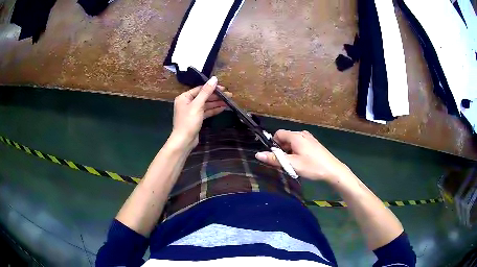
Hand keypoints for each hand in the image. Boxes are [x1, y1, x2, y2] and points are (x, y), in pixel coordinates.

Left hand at [171, 76, 230, 148]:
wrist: (184, 140)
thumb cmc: (189, 121)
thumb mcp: (198, 105)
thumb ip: (206, 91)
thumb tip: (214, 79)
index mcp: (184, 97)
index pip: (200, 89)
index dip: (212, 88)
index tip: (223, 88)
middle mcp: (187, 103)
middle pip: (203, 96)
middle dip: (216, 96)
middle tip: (229, 95)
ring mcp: (192, 111)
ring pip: (206, 104)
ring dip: (216, 103)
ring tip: (228, 102)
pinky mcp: (196, 119)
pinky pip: (206, 111)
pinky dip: (213, 110)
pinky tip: (222, 108)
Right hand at [255, 130, 350, 181]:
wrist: (333, 170)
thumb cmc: (312, 167)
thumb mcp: (292, 164)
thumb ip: (274, 159)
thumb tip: (258, 154)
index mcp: (296, 136)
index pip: (278, 134)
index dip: (274, 144)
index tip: (276, 156)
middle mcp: (302, 134)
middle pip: (285, 138)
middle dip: (282, 149)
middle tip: (285, 163)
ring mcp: (309, 138)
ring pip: (293, 142)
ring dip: (289, 151)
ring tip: (294, 164)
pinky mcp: (314, 144)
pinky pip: (300, 144)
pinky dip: (297, 151)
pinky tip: (302, 162)